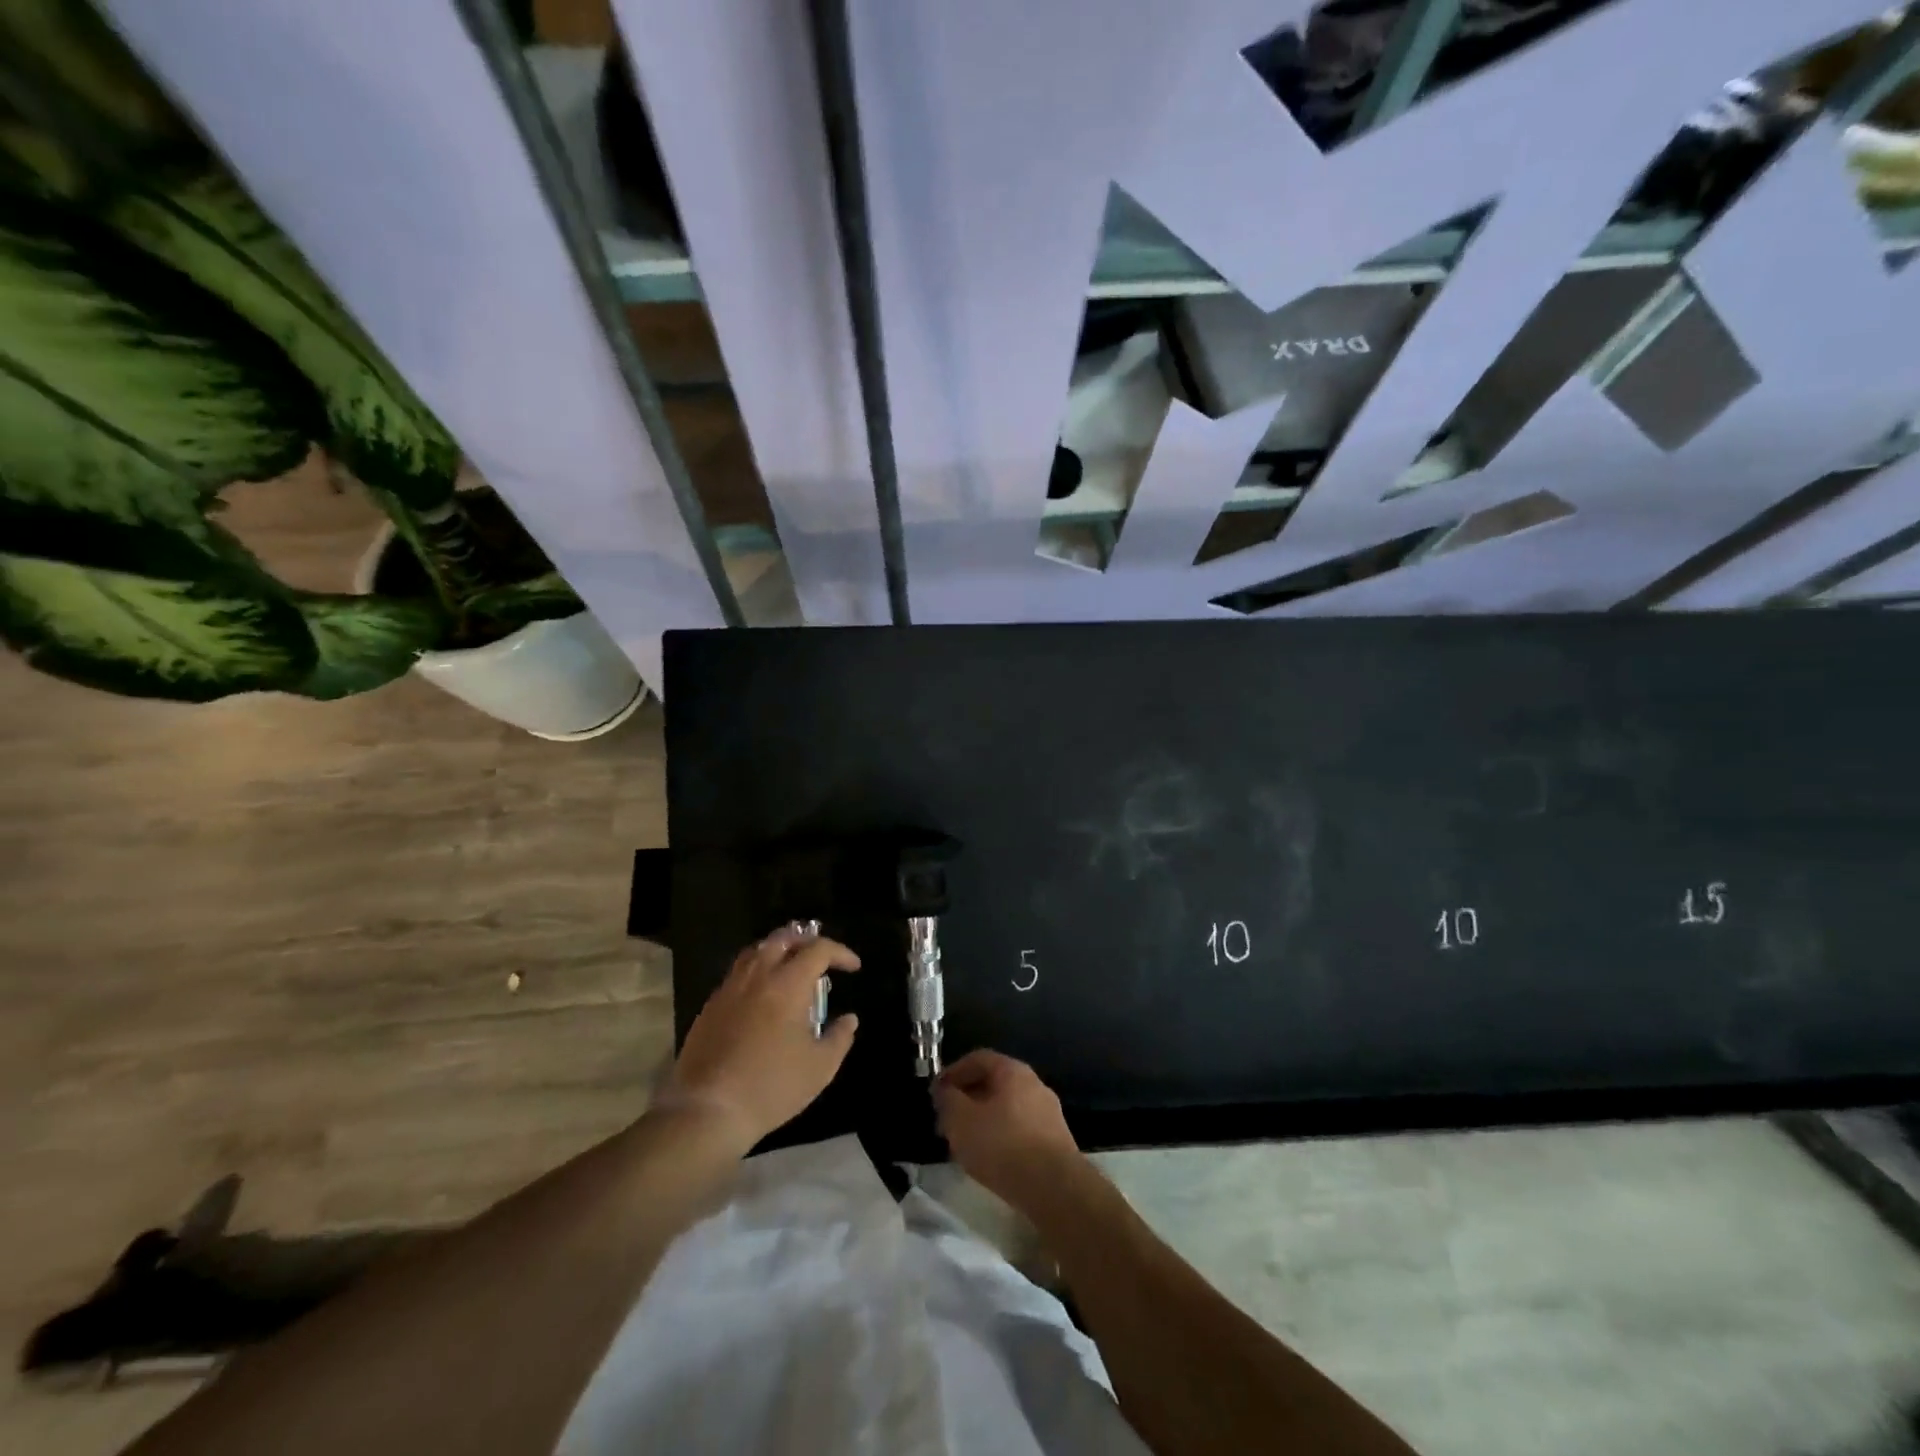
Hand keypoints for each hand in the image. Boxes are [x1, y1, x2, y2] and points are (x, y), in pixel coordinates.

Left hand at [667, 927, 860, 1152]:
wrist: (708, 1111)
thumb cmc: (771, 1087)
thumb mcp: (820, 1068)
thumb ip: (839, 1038)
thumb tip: (849, 1019)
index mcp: (787, 984)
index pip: (818, 950)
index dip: (840, 953)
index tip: (853, 968)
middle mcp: (757, 976)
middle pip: (782, 939)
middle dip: (806, 941)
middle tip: (821, 959)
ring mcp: (729, 989)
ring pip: (756, 952)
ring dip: (778, 952)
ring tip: (791, 970)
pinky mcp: (710, 1007)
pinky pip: (737, 974)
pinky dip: (756, 972)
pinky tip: (762, 997)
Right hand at [934, 1049, 1083, 1212]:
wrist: (1055, 1188)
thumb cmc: (1003, 1145)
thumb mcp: (961, 1121)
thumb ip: (948, 1100)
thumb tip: (944, 1090)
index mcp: (1013, 1071)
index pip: (978, 1059)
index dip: (953, 1072)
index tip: (936, 1093)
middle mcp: (1034, 1084)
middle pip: (993, 1083)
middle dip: (967, 1099)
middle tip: (947, 1121)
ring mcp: (1048, 1112)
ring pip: (1006, 1107)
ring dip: (982, 1119)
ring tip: (964, 1143)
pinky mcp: (1055, 1141)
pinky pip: (1019, 1128)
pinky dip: (1000, 1136)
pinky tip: (990, 1158)